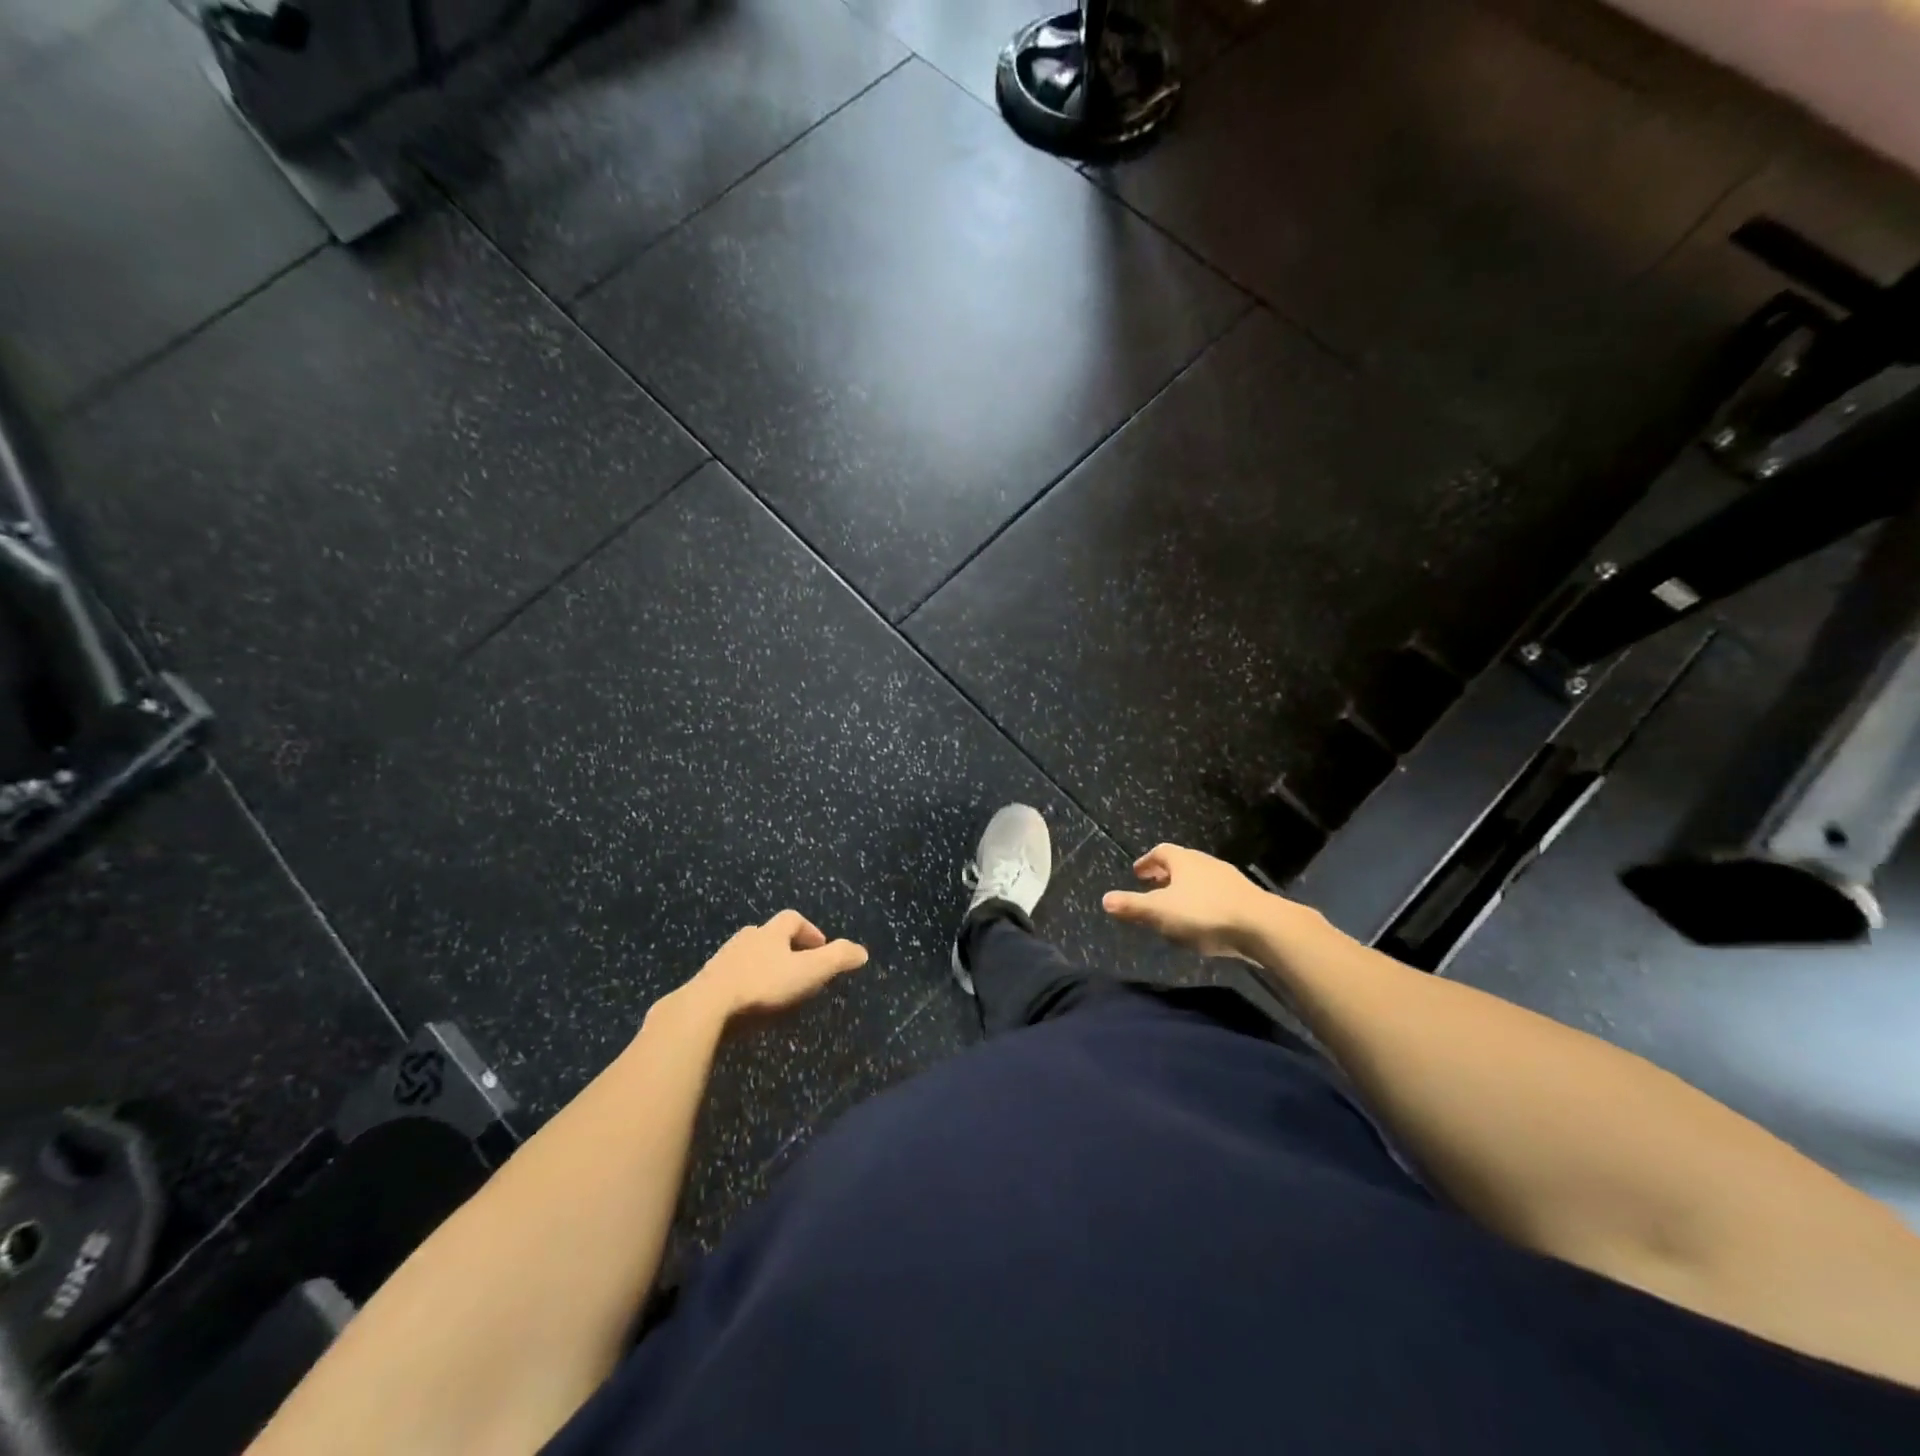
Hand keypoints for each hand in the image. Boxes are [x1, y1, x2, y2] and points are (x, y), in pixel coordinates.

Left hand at [678, 910, 868, 1021]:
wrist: (707, 1006)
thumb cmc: (764, 984)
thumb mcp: (809, 971)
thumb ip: (837, 959)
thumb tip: (863, 951)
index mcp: (771, 932)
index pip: (793, 918)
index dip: (809, 930)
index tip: (820, 947)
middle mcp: (746, 938)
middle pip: (767, 933)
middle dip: (783, 946)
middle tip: (796, 965)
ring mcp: (723, 959)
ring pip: (746, 953)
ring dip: (761, 963)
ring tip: (772, 985)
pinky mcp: (706, 982)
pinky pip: (729, 976)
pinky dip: (741, 982)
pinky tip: (746, 1002)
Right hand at [1102, 843, 1272, 958]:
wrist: (1262, 927)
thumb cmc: (1204, 913)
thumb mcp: (1160, 912)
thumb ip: (1132, 906)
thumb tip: (1105, 899)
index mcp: (1184, 860)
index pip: (1161, 852)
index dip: (1147, 861)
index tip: (1137, 873)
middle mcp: (1206, 863)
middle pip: (1182, 864)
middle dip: (1165, 875)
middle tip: (1153, 887)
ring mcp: (1229, 880)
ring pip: (1200, 879)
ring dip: (1185, 889)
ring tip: (1176, 907)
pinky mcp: (1246, 899)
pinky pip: (1217, 895)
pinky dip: (1203, 902)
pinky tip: (1202, 922)